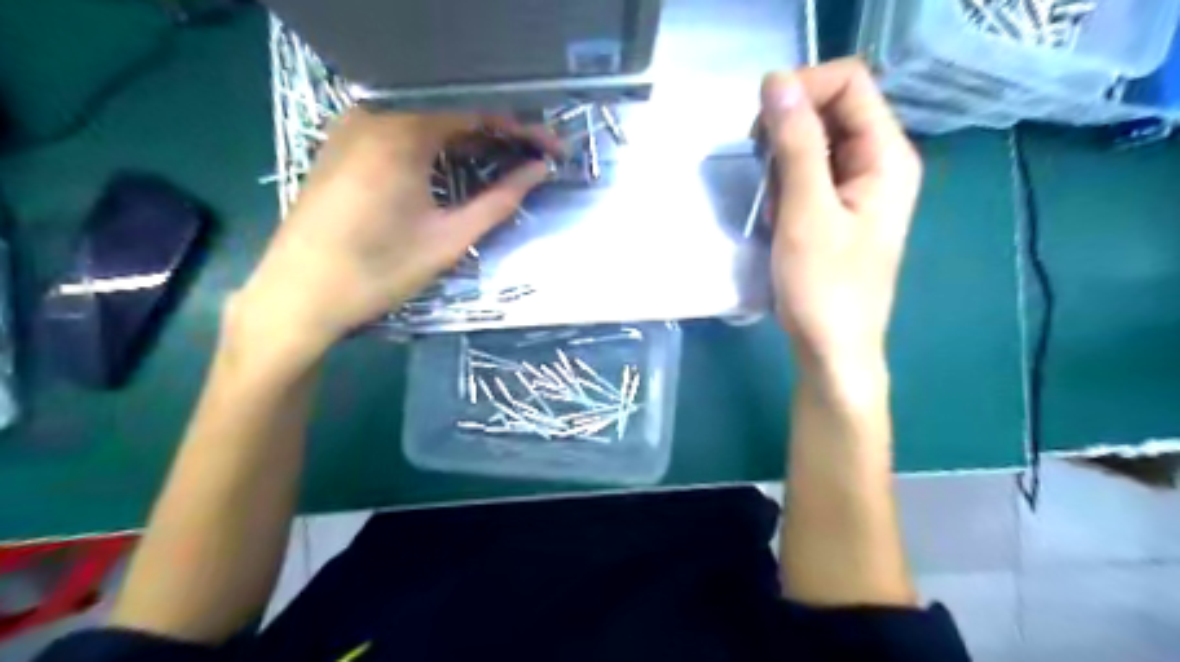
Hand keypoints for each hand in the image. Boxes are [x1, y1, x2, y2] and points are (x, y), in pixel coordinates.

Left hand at [235, 109, 559, 360]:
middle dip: (499, 133)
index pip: (477, 113)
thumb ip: (500, 201)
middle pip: (452, 111)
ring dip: (470, 139)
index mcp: (400, 131)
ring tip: (505, 162)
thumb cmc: (378, 271)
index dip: (522, 130)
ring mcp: (353, 127)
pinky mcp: (343, 145)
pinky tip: (458, 165)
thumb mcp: (448, 239)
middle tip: (534, 157)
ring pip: (426, 120)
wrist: (299, 296)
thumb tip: (539, 171)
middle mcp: (373, 114)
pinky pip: (402, 132)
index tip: (553, 148)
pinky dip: (437, 145)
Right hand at [765, 60, 920, 375]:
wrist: (832, 351)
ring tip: (774, 207)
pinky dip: (784, 187)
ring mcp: (858, 187)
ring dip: (782, 165)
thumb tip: (776, 81)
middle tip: (765, 174)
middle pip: (830, 109)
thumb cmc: (824, 289)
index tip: (761, 128)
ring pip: (813, 142)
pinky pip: (807, 174)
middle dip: (787, 132)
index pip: (849, 83)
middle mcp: (878, 163)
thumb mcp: (806, 213)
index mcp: (887, 157)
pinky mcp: (837, 208)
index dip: (802, 90)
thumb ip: (796, 144)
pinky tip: (778, 219)